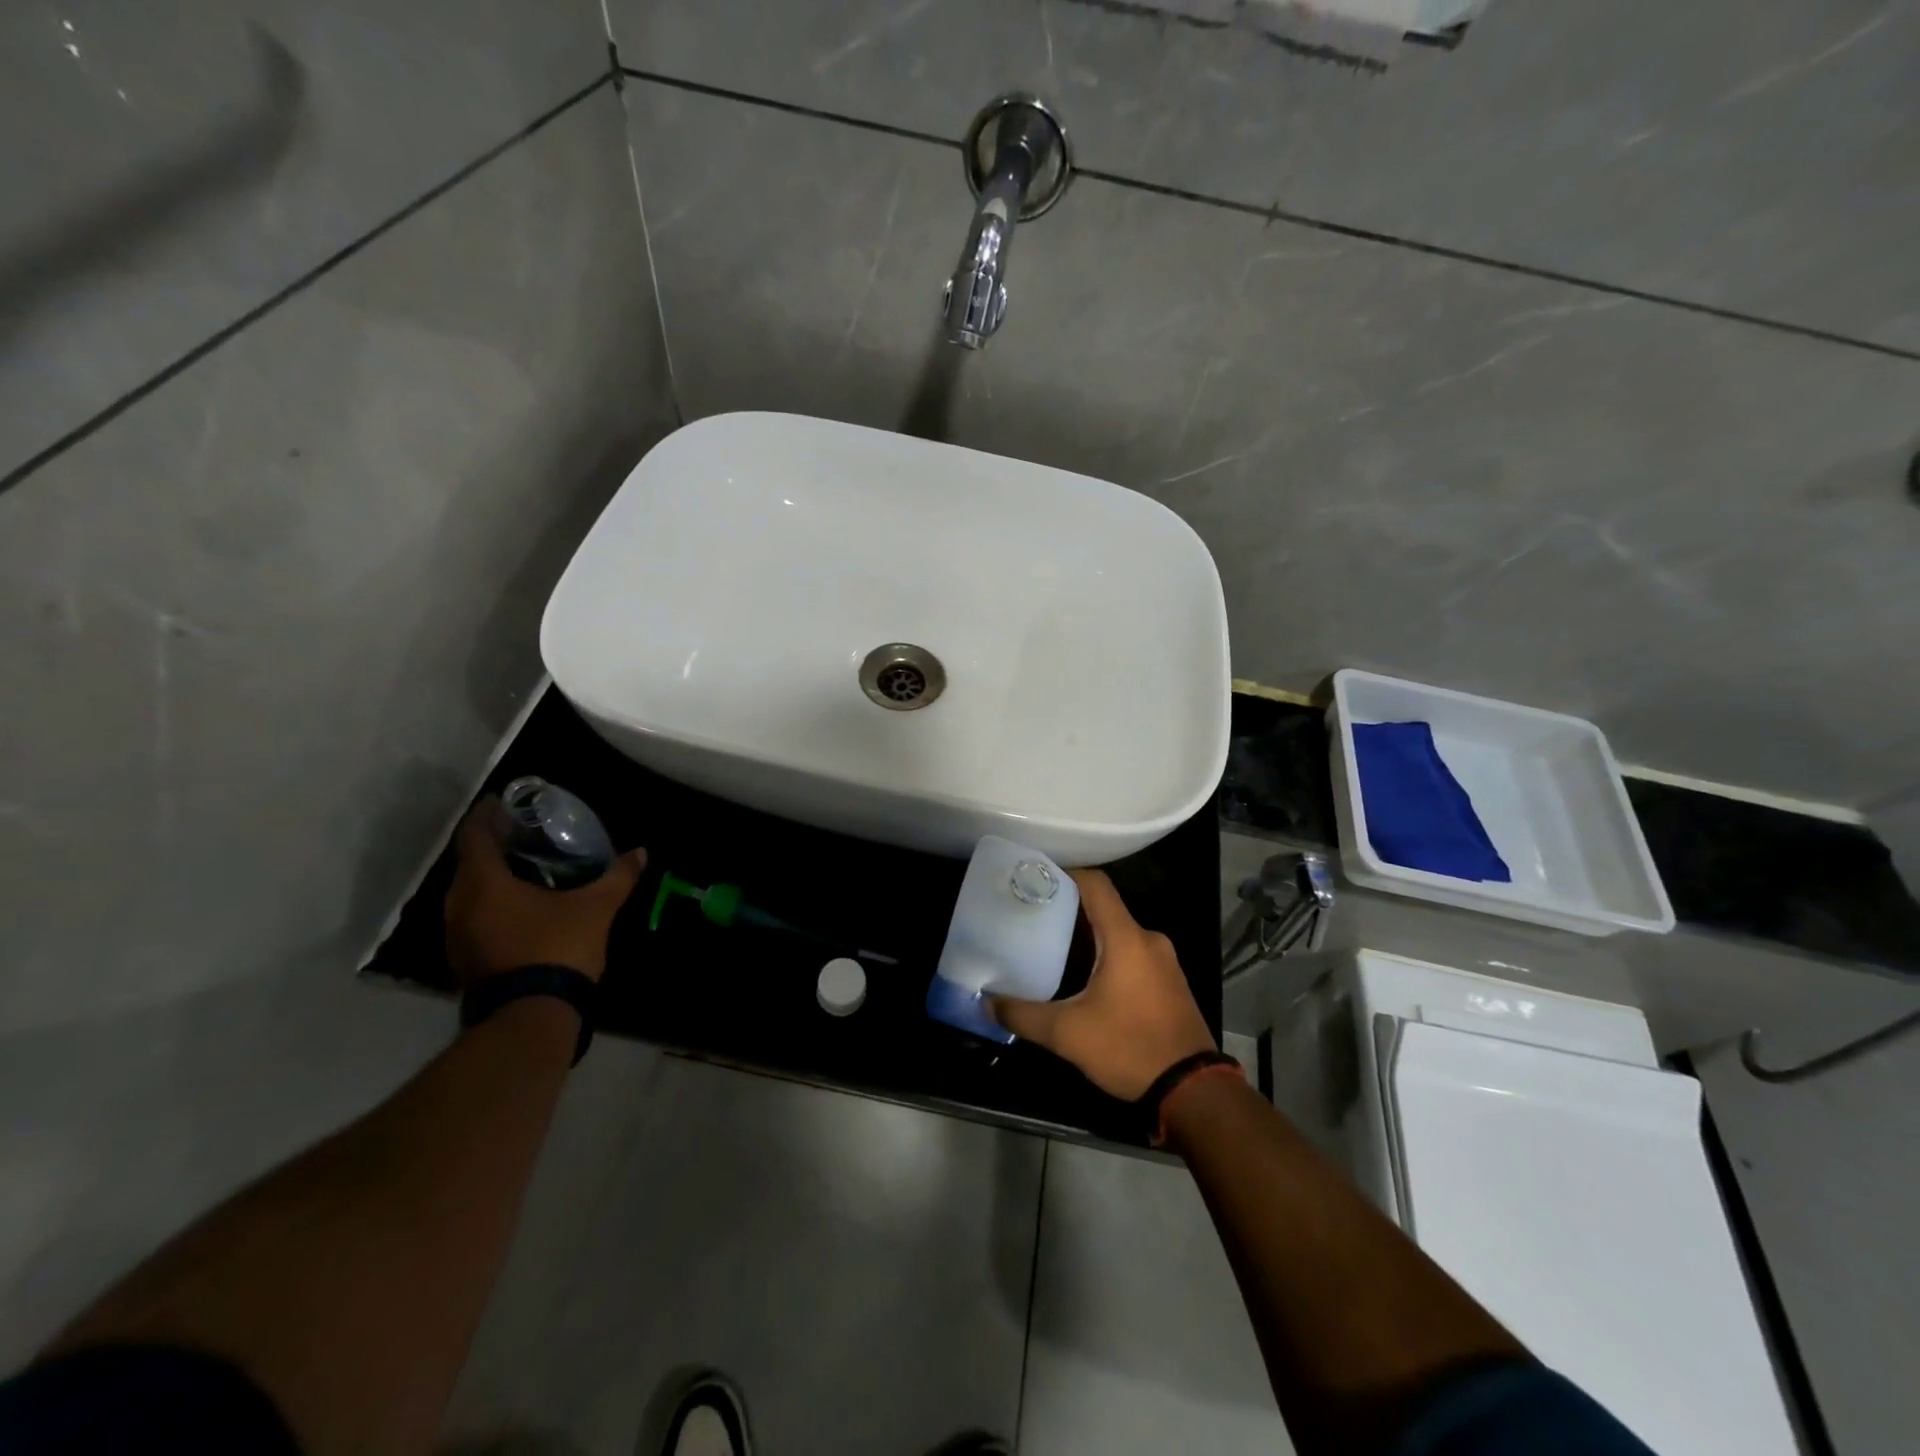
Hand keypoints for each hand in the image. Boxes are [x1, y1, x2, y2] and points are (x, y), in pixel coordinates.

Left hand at [443, 798, 646, 982]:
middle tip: (523, 834)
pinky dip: (493, 903)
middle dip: (494, 845)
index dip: (487, 815)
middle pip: (470, 863)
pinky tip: (521, 906)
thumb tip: (640, 853)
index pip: (475, 836)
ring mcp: (458, 936)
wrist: (532, 1016)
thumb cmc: (558, 948)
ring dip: (492, 877)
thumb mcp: (596, 907)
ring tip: (525, 868)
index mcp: (484, 884)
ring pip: (470, 893)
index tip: (503, 802)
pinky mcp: (466, 960)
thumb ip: (617, 877)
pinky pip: (475, 917)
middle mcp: (460, 906)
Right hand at [990, 869, 1214, 1100]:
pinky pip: (1132, 953)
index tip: (1034, 880)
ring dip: (1087, 937)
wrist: (1192, 1091)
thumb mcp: (1067, 1034)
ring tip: (1051, 946)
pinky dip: (1106, 955)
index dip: (1065, 874)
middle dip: (1068, 910)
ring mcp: (1164, 961)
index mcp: (1126, 938)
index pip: (1095, 884)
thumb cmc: (1129, 1048)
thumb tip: (986, 1004)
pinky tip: (1083, 978)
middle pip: (1104, 909)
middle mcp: (1148, 939)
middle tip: (1033, 918)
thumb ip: (1023, 1015)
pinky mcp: (1169, 982)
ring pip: (1118, 933)